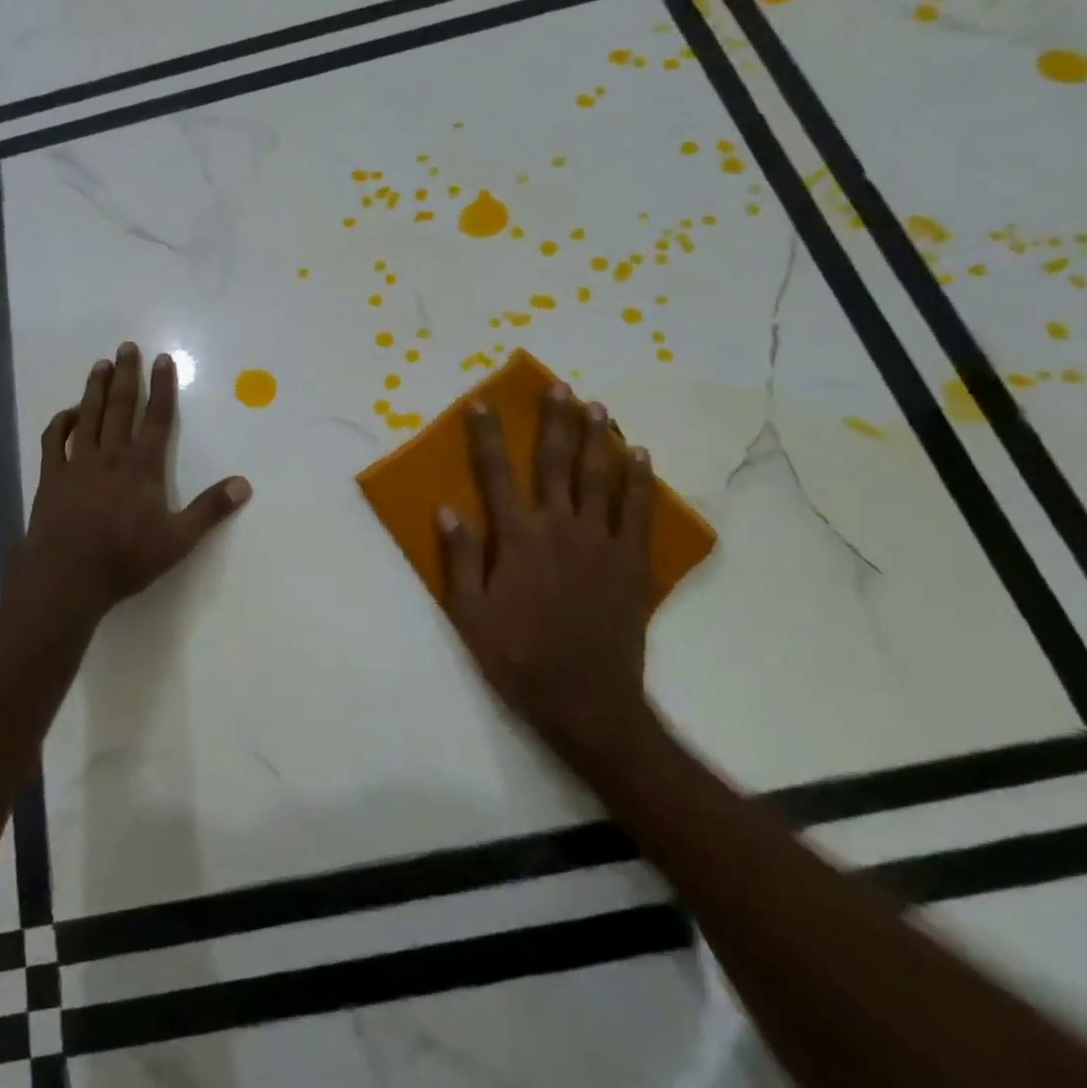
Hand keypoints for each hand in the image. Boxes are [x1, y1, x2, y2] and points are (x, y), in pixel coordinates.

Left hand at [22, 342, 251, 622]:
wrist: (68, 577)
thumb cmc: (127, 558)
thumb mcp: (179, 539)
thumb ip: (210, 509)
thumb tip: (245, 484)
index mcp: (143, 466)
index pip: (157, 417)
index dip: (161, 387)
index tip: (162, 359)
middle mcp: (111, 455)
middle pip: (120, 406)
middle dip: (126, 375)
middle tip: (127, 347)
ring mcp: (78, 463)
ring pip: (88, 416)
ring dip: (94, 388)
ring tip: (100, 364)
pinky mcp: (52, 477)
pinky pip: (55, 441)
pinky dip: (61, 422)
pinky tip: (68, 414)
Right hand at [438, 382, 658, 768]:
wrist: (586, 700)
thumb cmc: (517, 656)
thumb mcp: (469, 613)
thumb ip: (460, 558)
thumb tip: (446, 509)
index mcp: (516, 537)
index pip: (496, 473)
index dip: (488, 436)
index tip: (482, 404)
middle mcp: (559, 527)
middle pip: (557, 462)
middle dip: (555, 422)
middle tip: (559, 387)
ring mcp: (601, 542)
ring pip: (600, 477)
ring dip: (598, 438)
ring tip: (598, 407)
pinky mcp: (632, 562)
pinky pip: (639, 511)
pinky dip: (640, 480)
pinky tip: (640, 456)